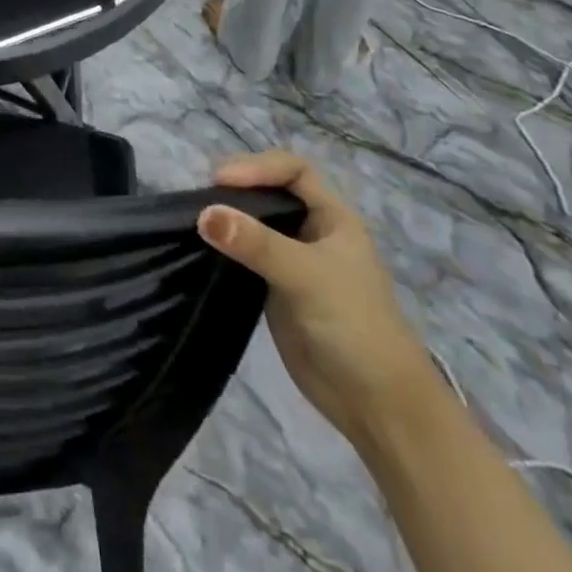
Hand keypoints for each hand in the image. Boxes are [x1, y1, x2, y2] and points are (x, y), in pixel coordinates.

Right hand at [199, 150, 436, 445]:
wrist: (376, 404)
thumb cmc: (354, 325)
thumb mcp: (306, 275)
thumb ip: (256, 243)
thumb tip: (203, 213)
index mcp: (332, 217)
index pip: (292, 170)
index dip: (258, 166)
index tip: (222, 181)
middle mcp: (312, 232)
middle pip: (270, 191)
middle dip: (238, 187)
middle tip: (203, 196)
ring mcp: (292, 262)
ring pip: (255, 223)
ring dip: (228, 216)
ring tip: (195, 217)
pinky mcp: (275, 290)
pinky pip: (245, 256)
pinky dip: (225, 247)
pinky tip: (204, 248)